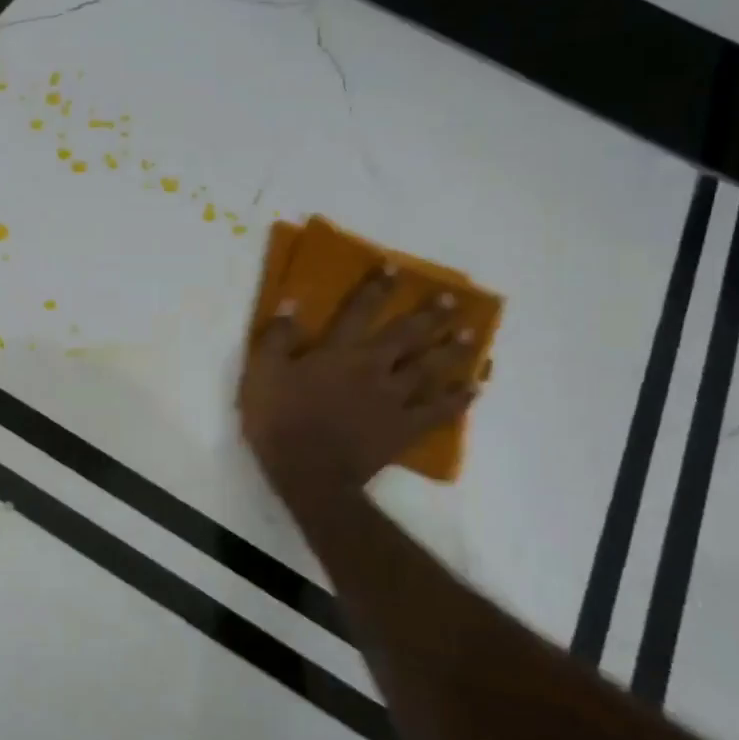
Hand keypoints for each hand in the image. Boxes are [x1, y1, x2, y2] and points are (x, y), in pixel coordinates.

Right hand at [239, 269, 479, 500]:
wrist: (309, 472)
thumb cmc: (280, 420)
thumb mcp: (263, 373)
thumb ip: (278, 336)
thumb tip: (291, 301)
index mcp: (340, 352)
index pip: (361, 310)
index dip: (378, 288)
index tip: (395, 268)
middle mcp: (374, 367)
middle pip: (406, 336)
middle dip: (428, 315)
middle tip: (451, 299)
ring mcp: (394, 399)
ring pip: (429, 368)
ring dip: (451, 351)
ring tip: (471, 335)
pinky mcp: (404, 429)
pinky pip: (438, 412)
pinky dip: (458, 400)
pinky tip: (475, 390)